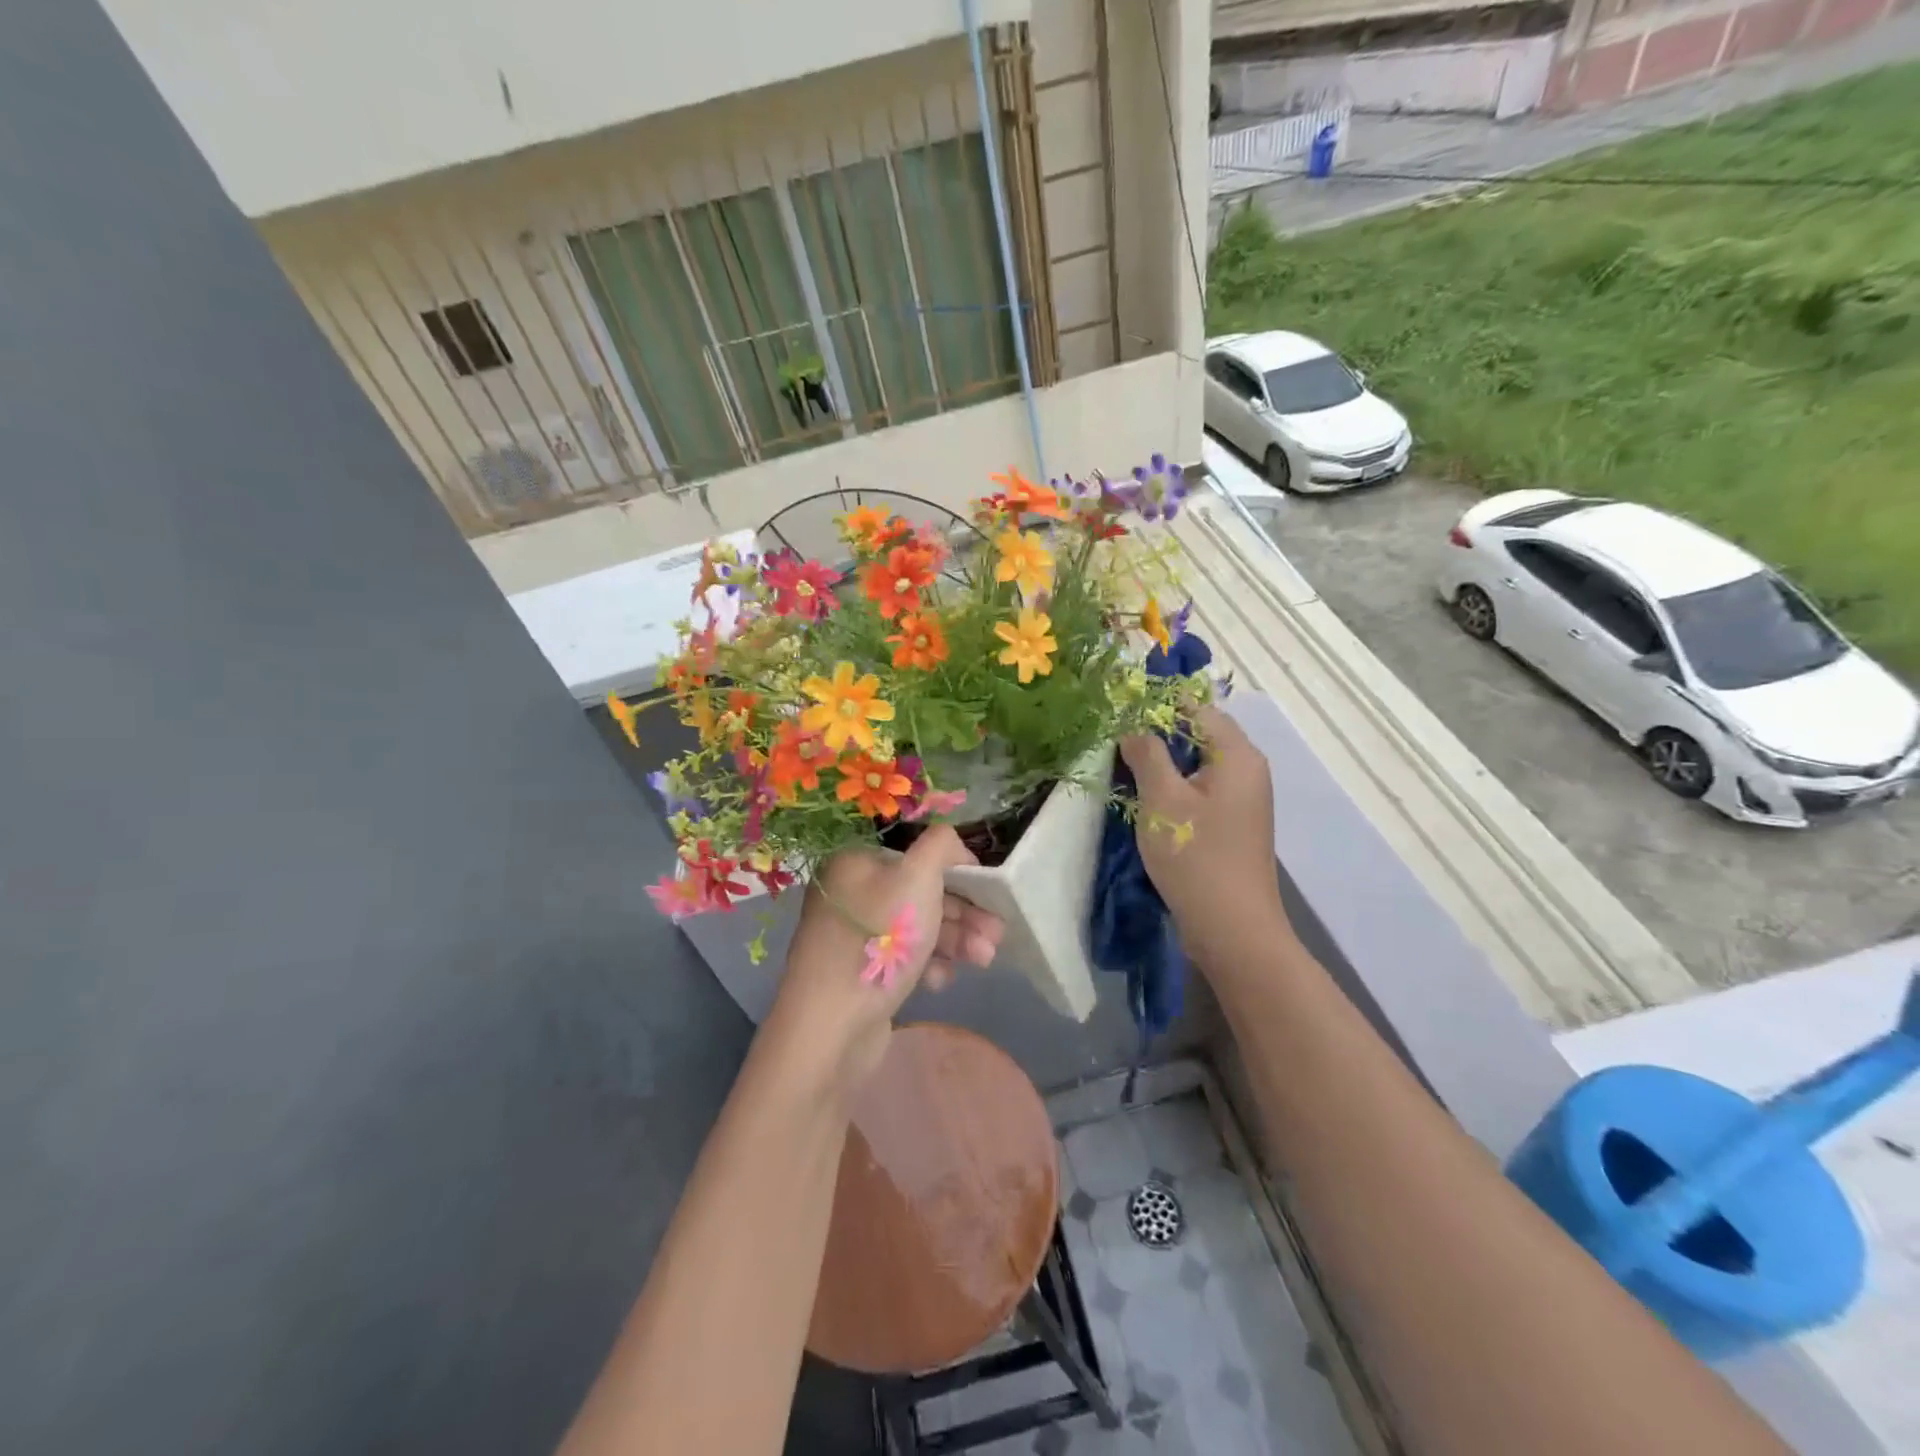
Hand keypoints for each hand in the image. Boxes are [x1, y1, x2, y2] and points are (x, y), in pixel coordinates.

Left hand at [769, 827, 1003, 1095]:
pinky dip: (928, 966)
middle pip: (920, 893)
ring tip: (984, 960)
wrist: (830, 1026)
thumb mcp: (917, 877)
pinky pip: (903, 959)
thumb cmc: (878, 940)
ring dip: (955, 940)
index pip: (916, 855)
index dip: (957, 871)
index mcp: (856, 862)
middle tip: (997, 934)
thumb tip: (954, 846)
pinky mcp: (860, 973)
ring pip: (917, 928)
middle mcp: (851, 893)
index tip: (990, 892)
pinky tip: (940, 982)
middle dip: (963, 913)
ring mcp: (854, 935)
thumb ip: (942, 846)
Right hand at [1121, 705, 1288, 966]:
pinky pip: (1199, 790)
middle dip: (1155, 734)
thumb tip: (1133, 726)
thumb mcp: (1162, 800)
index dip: (1157, 704)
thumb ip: (1147, 754)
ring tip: (1121, 766)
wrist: (1232, 929)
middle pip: (1197, 735)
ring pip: (1195, 765)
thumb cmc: (1196, 857)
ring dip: (1161, 763)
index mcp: (1237, 755)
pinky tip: (1143, 799)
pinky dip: (1172, 787)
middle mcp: (1246, 770)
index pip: (1196, 708)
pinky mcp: (1230, 824)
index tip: (1118, 709)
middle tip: (1113, 739)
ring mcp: (1241, 799)